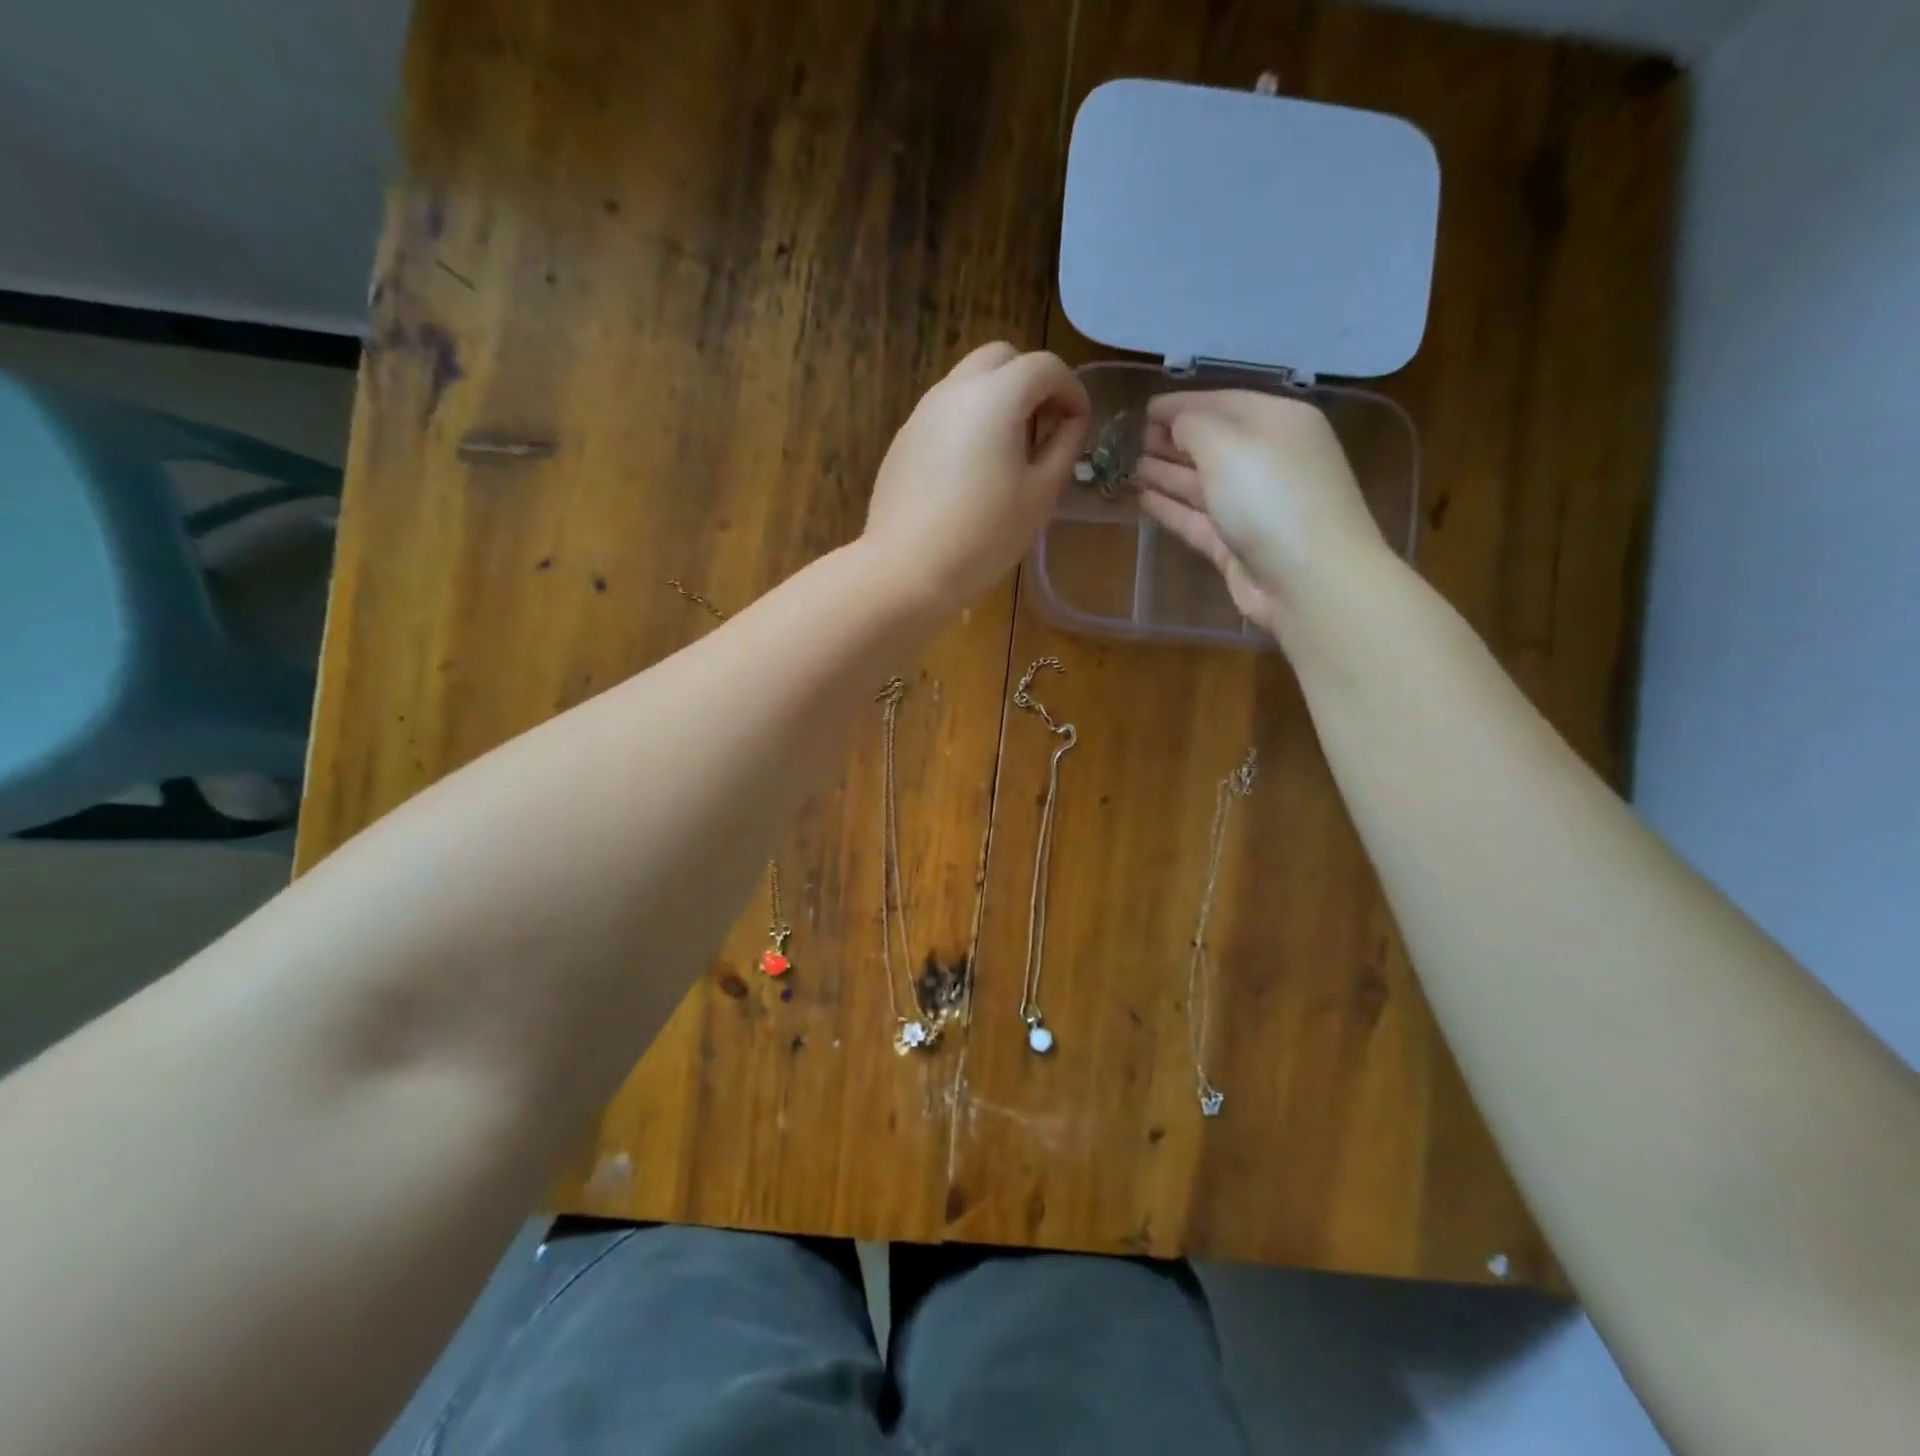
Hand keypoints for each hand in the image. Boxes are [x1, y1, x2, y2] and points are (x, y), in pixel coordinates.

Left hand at [863, 342, 1090, 610]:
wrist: (907, 569)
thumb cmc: (984, 535)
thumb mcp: (1041, 494)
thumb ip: (1064, 446)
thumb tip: (1072, 422)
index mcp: (996, 396)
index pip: (1045, 366)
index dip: (1072, 391)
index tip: (1079, 427)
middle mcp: (955, 389)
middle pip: (1002, 358)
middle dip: (1031, 383)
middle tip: (1044, 429)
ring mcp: (923, 412)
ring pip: (969, 382)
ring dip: (998, 400)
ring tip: (1010, 453)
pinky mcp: (904, 439)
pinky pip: (945, 413)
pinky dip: (969, 422)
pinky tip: (972, 472)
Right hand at [1134, 390, 1388, 635]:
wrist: (1307, 579)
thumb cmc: (1270, 496)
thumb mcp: (1228, 444)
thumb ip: (1194, 425)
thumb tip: (1176, 423)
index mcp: (1278, 422)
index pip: (1223, 401)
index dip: (1181, 403)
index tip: (1143, 408)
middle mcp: (1268, 459)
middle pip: (1212, 443)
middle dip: (1172, 439)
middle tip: (1130, 439)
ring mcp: (1252, 505)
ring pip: (1201, 482)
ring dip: (1166, 472)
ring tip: (1128, 466)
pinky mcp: (1237, 544)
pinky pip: (1197, 518)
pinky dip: (1170, 507)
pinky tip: (1142, 498)